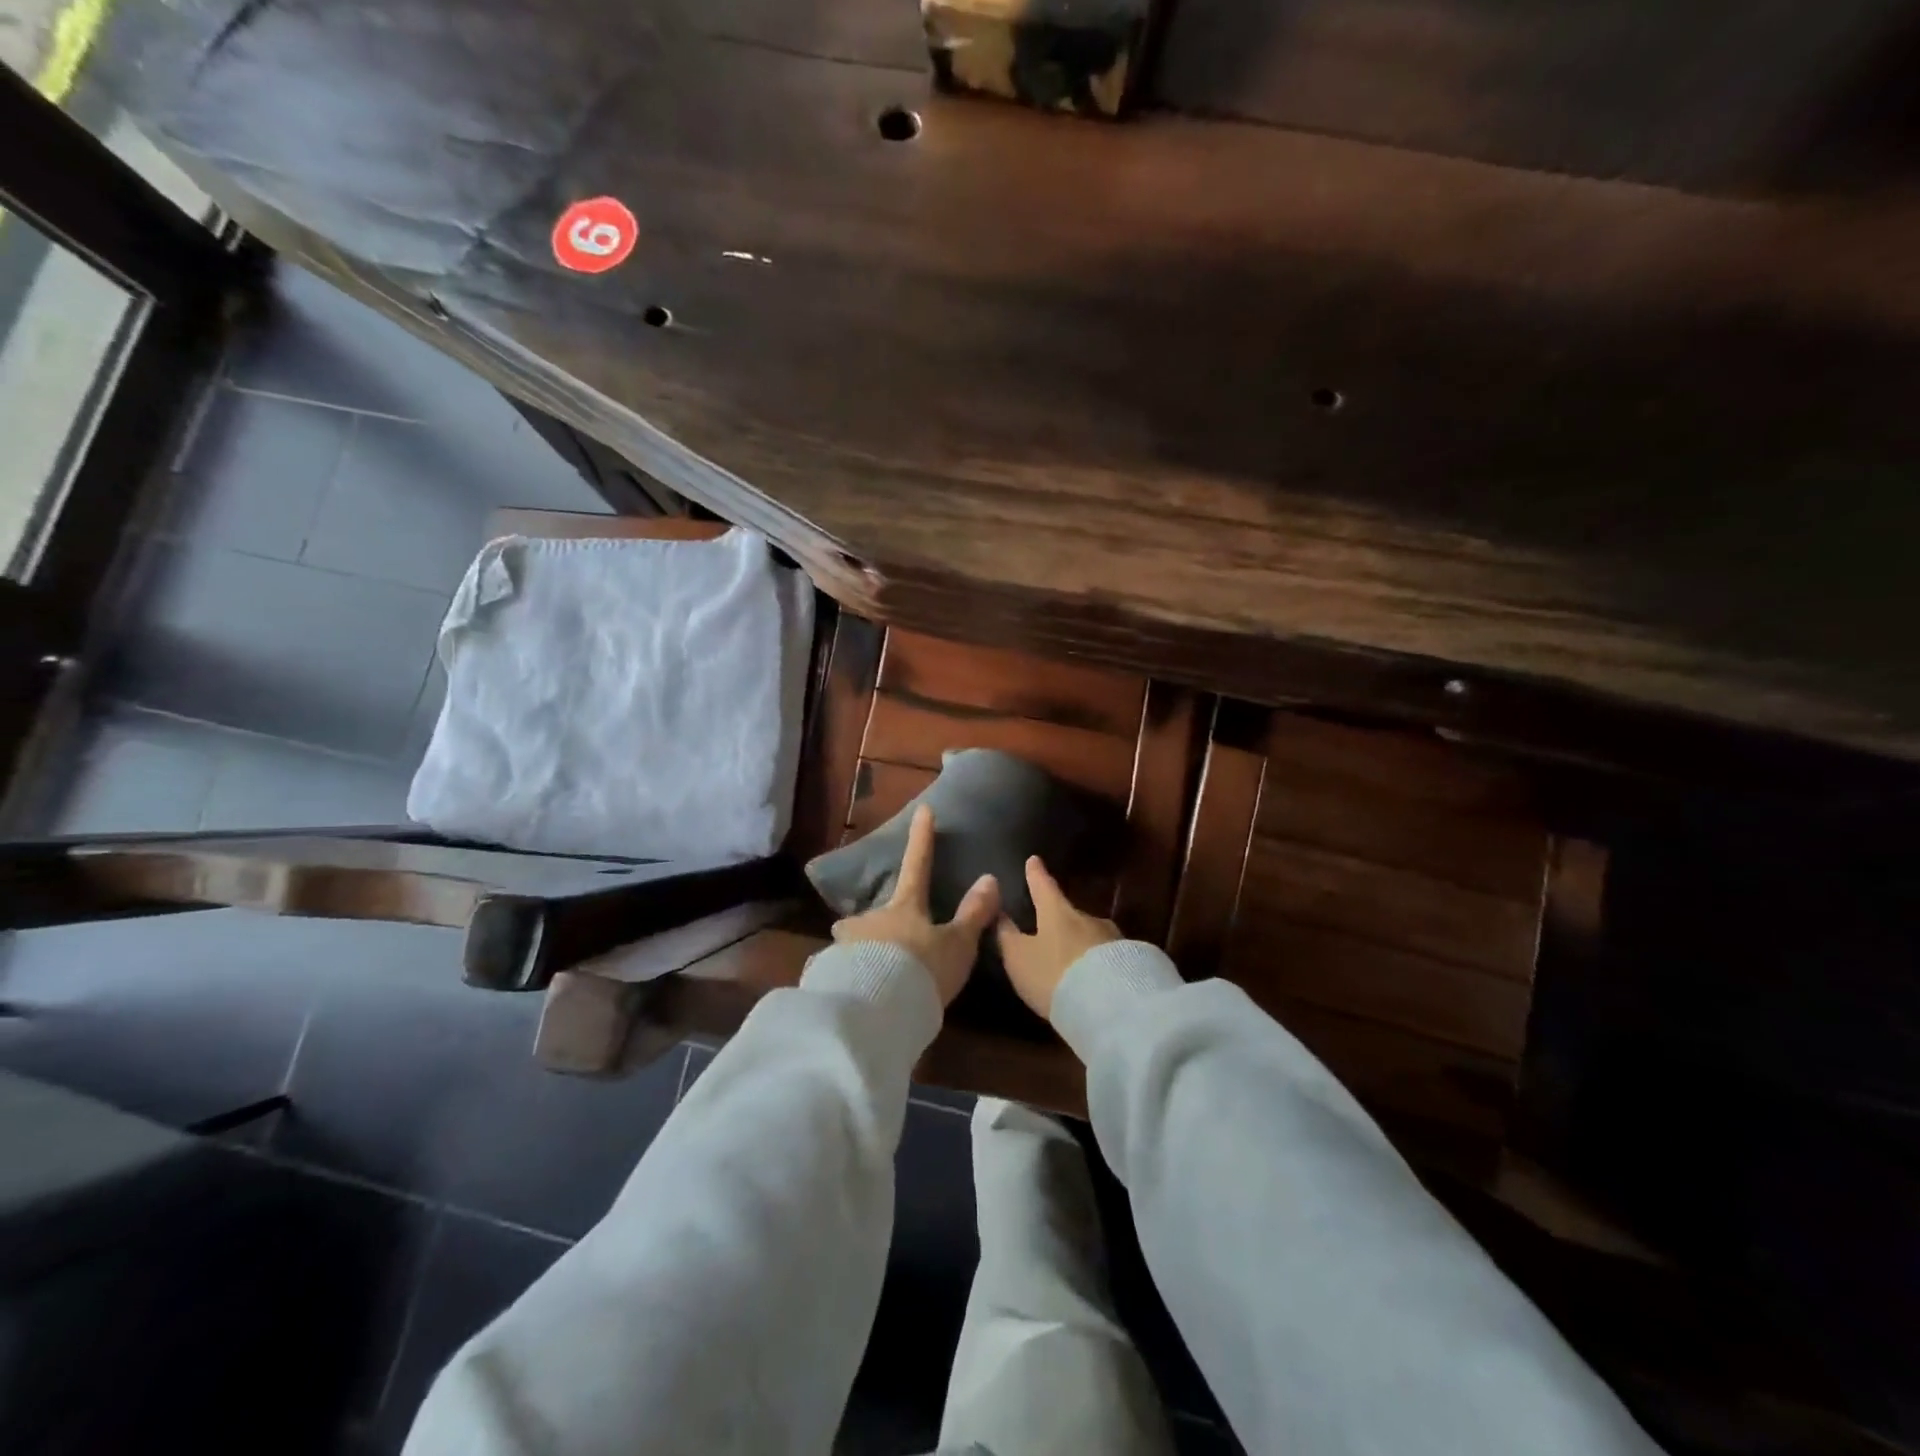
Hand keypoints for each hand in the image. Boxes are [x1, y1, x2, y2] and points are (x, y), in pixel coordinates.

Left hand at [831, 804, 999, 1006]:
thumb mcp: (957, 945)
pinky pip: (841, 970)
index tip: (924, 810)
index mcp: (905, 907)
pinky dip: (849, 978)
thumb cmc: (923, 969)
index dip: (922, 838)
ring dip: (863, 951)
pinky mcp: (830, 973)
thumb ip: (973, 914)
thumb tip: (989, 878)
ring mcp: (847, 944)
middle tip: (890, 941)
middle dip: (881, 922)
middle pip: (877, 912)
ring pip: (855, 941)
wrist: (877, 1008)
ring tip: (872, 975)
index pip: (918, 865)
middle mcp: (871, 919)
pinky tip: (855, 996)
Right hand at [996, 856, 1122, 1019]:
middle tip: (1051, 931)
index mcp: (1057, 912)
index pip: (1043, 886)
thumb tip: (1000, 914)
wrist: (1111, 1004)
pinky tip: (1094, 979)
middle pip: (1070, 913)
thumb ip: (1008, 937)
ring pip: (1091, 935)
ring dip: (1081, 945)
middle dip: (1060, 920)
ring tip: (1073, 963)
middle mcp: (1087, 918)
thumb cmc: (1054, 975)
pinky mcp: (1131, 960)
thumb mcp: (1020, 959)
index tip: (1034, 859)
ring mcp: (1112, 938)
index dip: (1036, 874)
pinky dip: (1098, 963)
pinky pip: (1108, 957)